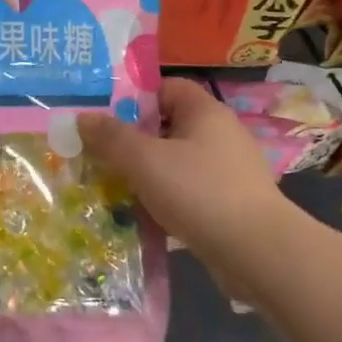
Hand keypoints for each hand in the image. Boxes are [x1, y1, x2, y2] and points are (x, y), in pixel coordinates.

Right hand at [79, 79, 291, 276]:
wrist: (259, 254)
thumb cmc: (199, 192)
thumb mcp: (145, 160)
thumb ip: (111, 137)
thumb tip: (82, 116)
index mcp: (205, 112)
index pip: (166, 87)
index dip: (134, 98)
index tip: (104, 118)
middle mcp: (221, 134)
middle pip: (168, 127)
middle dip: (133, 141)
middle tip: (100, 155)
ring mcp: (229, 171)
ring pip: (176, 162)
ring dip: (147, 174)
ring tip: (114, 188)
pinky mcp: (231, 203)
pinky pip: (189, 191)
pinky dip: (166, 200)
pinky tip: (144, 217)